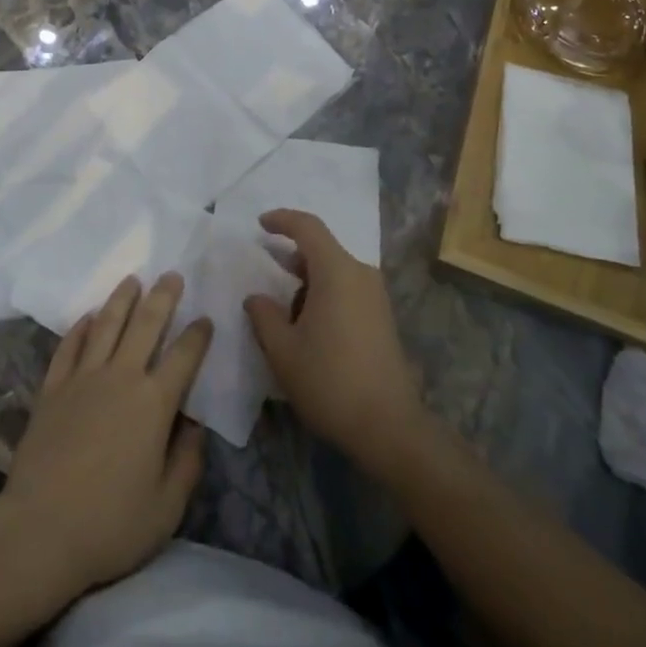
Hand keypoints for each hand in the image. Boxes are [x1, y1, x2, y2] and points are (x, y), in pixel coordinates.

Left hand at [0, 273, 212, 598]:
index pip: (184, 356)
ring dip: (122, 298)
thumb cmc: (110, 524)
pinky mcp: (52, 388)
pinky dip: (81, 328)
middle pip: (146, 324)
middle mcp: (121, 377)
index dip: (198, 335)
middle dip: (162, 297)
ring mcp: (83, 378)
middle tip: (172, 274)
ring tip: (132, 279)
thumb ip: (187, 461)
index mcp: (154, 403)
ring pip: (106, 324)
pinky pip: (69, 346)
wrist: (40, 530)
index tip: (206, 319)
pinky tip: (88, 316)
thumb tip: (196, 426)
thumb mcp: (167, 507)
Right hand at [245, 209, 430, 481]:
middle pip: (322, 249)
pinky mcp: (382, 317)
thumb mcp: (283, 351)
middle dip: (292, 258)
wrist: (389, 427)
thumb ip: (264, 316)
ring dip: (308, 282)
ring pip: (334, 272)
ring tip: (286, 316)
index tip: (260, 224)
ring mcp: (375, 296)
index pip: (308, 227)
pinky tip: (310, 328)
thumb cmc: (330, 381)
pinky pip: (347, 289)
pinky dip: (325, 295)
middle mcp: (360, 274)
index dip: (282, 220)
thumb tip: (256, 298)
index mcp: (336, 271)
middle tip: (268, 275)